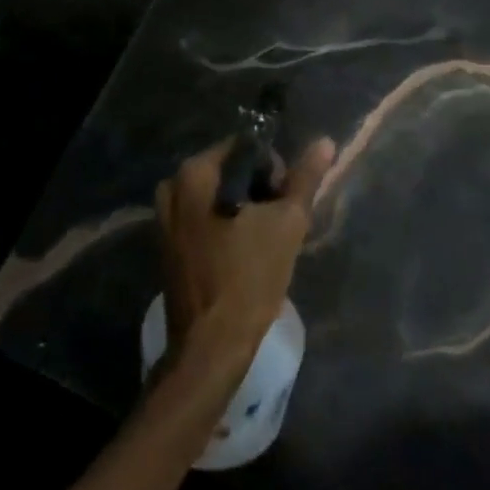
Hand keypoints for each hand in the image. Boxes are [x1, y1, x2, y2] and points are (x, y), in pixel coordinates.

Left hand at [156, 135, 334, 361]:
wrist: (209, 347)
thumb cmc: (248, 278)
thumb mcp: (287, 223)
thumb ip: (305, 179)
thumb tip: (325, 142)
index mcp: (195, 173)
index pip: (247, 146)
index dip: (275, 168)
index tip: (285, 202)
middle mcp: (173, 186)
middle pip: (231, 170)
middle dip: (260, 190)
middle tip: (278, 223)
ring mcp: (165, 217)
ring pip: (219, 195)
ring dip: (246, 210)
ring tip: (265, 240)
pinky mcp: (167, 244)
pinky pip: (204, 218)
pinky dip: (227, 226)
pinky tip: (244, 253)